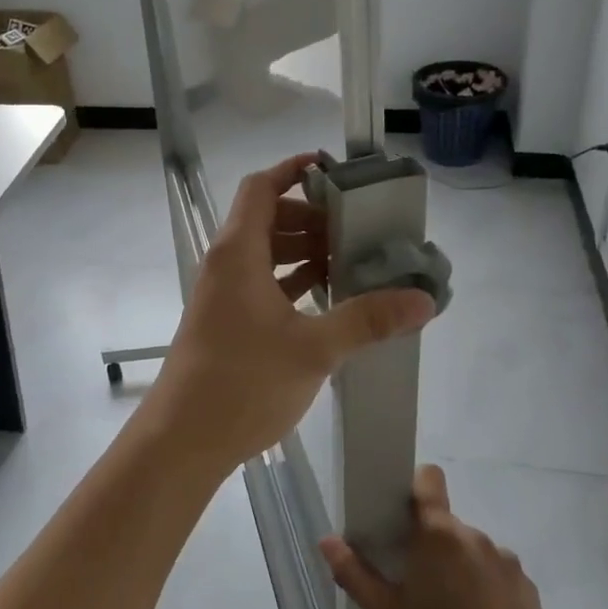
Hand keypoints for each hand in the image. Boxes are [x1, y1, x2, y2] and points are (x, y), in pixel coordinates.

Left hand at [149, 154, 436, 477]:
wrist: (184, 437)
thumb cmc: (243, 381)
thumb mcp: (313, 348)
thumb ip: (367, 319)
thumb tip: (423, 299)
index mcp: (237, 252)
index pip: (261, 188)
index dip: (292, 171)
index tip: (332, 170)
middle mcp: (226, 264)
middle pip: (266, 218)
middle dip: (310, 217)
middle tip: (355, 229)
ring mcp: (223, 294)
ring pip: (264, 254)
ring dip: (302, 251)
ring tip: (349, 261)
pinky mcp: (226, 321)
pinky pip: (261, 284)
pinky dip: (291, 281)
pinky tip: (326, 298)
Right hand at [321, 464, 557, 608]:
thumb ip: (355, 574)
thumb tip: (327, 540)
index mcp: (438, 534)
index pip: (429, 479)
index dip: (414, 488)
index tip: (399, 517)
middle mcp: (474, 536)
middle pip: (444, 522)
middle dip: (428, 543)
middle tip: (414, 583)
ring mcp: (506, 561)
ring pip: (470, 549)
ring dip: (457, 566)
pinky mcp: (527, 587)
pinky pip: (495, 573)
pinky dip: (483, 588)